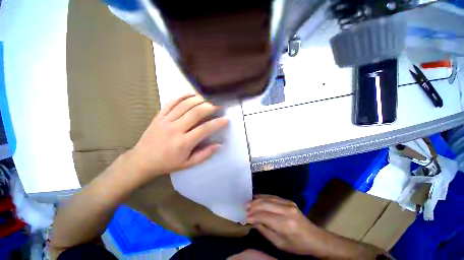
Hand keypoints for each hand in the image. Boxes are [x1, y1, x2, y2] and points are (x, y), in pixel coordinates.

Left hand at [126, 93, 226, 182]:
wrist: (142, 160)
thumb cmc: (167, 163)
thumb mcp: (188, 164)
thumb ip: (205, 154)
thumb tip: (219, 145)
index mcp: (183, 143)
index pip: (205, 129)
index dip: (217, 123)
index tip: (226, 119)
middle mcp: (175, 129)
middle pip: (196, 113)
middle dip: (210, 107)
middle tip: (218, 105)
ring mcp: (166, 120)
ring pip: (185, 104)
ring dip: (199, 99)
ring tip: (208, 99)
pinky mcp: (159, 116)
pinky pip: (171, 102)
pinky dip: (182, 96)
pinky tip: (191, 94)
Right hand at [246, 195, 321, 255]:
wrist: (315, 238)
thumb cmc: (297, 245)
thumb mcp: (280, 244)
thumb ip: (265, 231)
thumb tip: (253, 221)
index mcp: (286, 224)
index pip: (265, 216)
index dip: (254, 216)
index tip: (245, 216)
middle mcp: (287, 210)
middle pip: (266, 204)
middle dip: (254, 205)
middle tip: (244, 207)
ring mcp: (288, 203)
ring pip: (268, 198)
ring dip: (257, 199)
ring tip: (248, 202)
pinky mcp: (288, 201)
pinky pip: (273, 197)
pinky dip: (264, 197)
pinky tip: (257, 198)